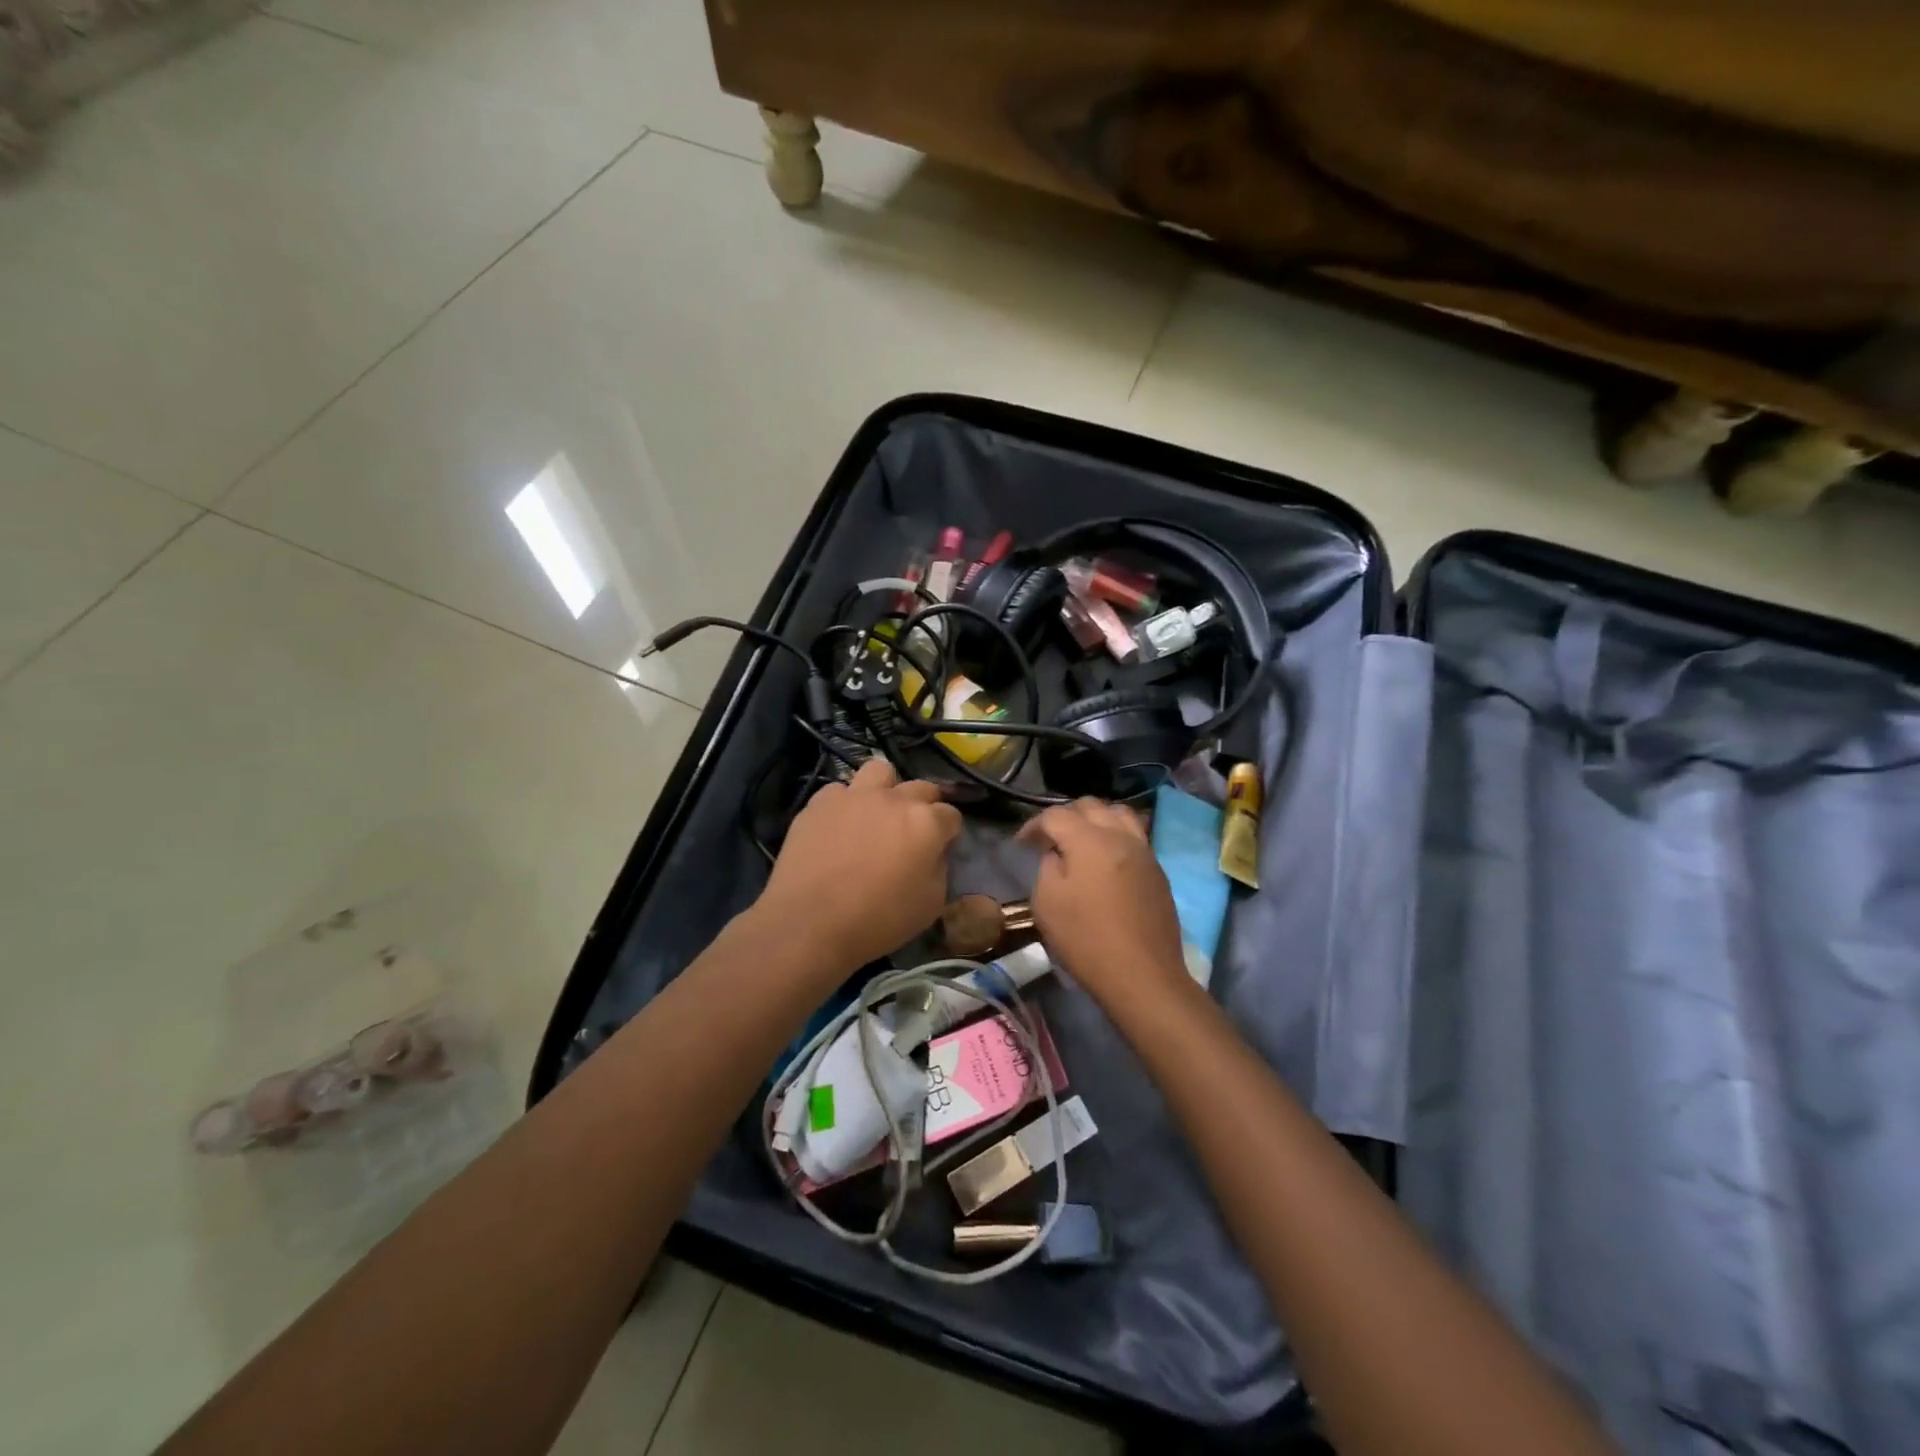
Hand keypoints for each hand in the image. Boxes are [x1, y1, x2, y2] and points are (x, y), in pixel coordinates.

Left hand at [755, 758, 961, 971]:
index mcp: (926, 823)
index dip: (949, 832)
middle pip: (921, 787)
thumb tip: (933, 853)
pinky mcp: (820, 802)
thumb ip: (939, 868)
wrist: (810, 923)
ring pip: (880, 771)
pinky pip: (839, 790)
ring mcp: (854, 796)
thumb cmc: (878, 920)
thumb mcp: (930, 905)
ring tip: (877, 813)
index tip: (941, 847)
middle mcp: (894, 799)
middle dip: (924, 805)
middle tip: (913, 831)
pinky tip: (839, 826)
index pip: (951, 815)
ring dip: (885, 789)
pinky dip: (844, 804)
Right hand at [1018, 798, 1189, 1011]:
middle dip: (1065, 816)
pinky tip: (1106, 859)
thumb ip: (1048, 866)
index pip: (1056, 815)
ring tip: (1082, 841)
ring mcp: (1144, 851)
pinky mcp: (1158, 870)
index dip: (1033, 825)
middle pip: (1090, 806)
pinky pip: (1135, 835)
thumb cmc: (1086, 940)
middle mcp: (1120, 836)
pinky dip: (1116, 835)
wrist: (1143, 975)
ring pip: (1118, 814)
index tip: (1021, 844)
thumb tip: (1058, 854)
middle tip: (1050, 840)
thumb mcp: (1047, 903)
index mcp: (1089, 840)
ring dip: (1095, 819)